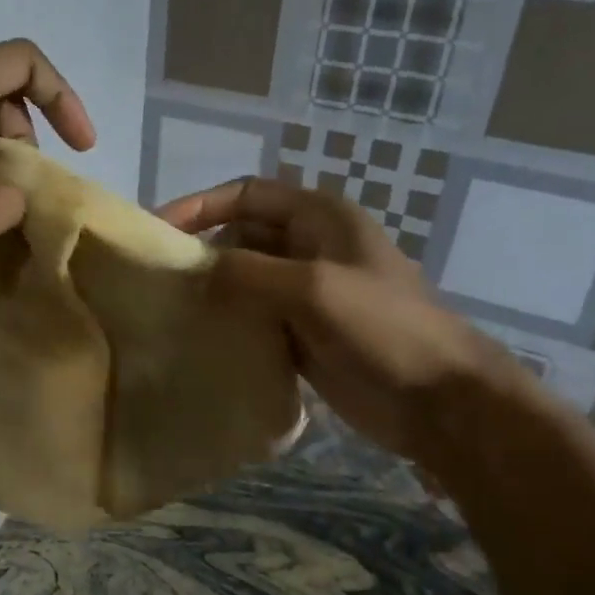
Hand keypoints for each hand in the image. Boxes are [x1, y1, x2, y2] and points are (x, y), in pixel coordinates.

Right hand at [155, 176, 500, 462]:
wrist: (437, 399)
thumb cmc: (383, 328)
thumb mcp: (313, 288)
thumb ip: (248, 272)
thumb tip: (194, 269)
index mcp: (319, 219)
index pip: (246, 195)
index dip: (200, 206)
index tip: (157, 230)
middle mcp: (309, 248)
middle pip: (241, 237)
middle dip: (201, 251)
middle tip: (157, 280)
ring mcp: (306, 294)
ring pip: (244, 281)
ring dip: (212, 291)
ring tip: (168, 311)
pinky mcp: (303, 334)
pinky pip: (254, 319)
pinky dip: (228, 325)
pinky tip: (199, 341)